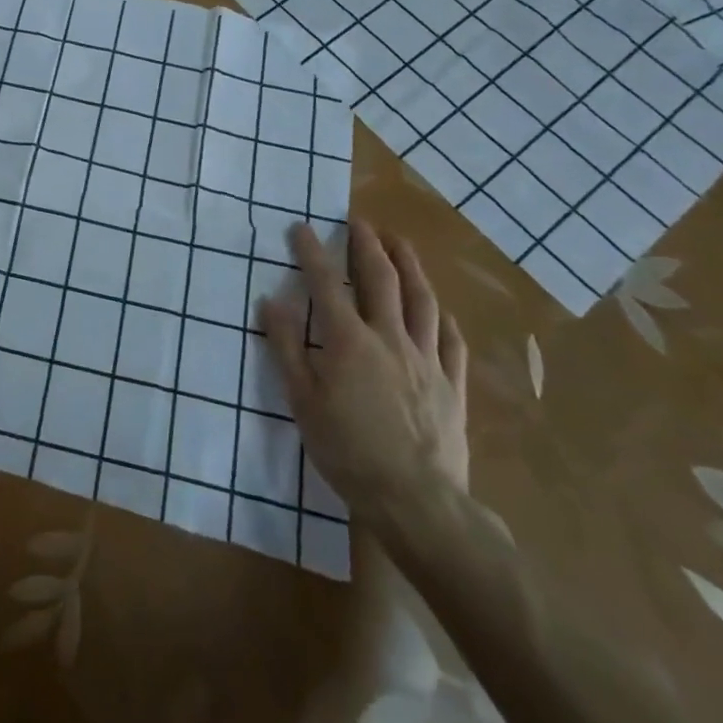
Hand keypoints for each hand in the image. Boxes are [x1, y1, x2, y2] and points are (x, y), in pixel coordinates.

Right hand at [258, 219, 468, 524]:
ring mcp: (427, 360)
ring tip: (400, 244)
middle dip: (368, 246)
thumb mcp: (302, 401)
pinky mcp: (452, 385)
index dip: (312, 252)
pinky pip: (451, 342)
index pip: (326, 284)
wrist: (417, 501)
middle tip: (359, 222)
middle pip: (382, 281)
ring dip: (410, 266)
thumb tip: (270, 301)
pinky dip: (443, 319)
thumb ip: (286, 348)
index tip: (302, 227)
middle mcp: (390, 339)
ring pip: (422, 302)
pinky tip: (440, 310)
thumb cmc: (348, 451)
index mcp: (349, 342)